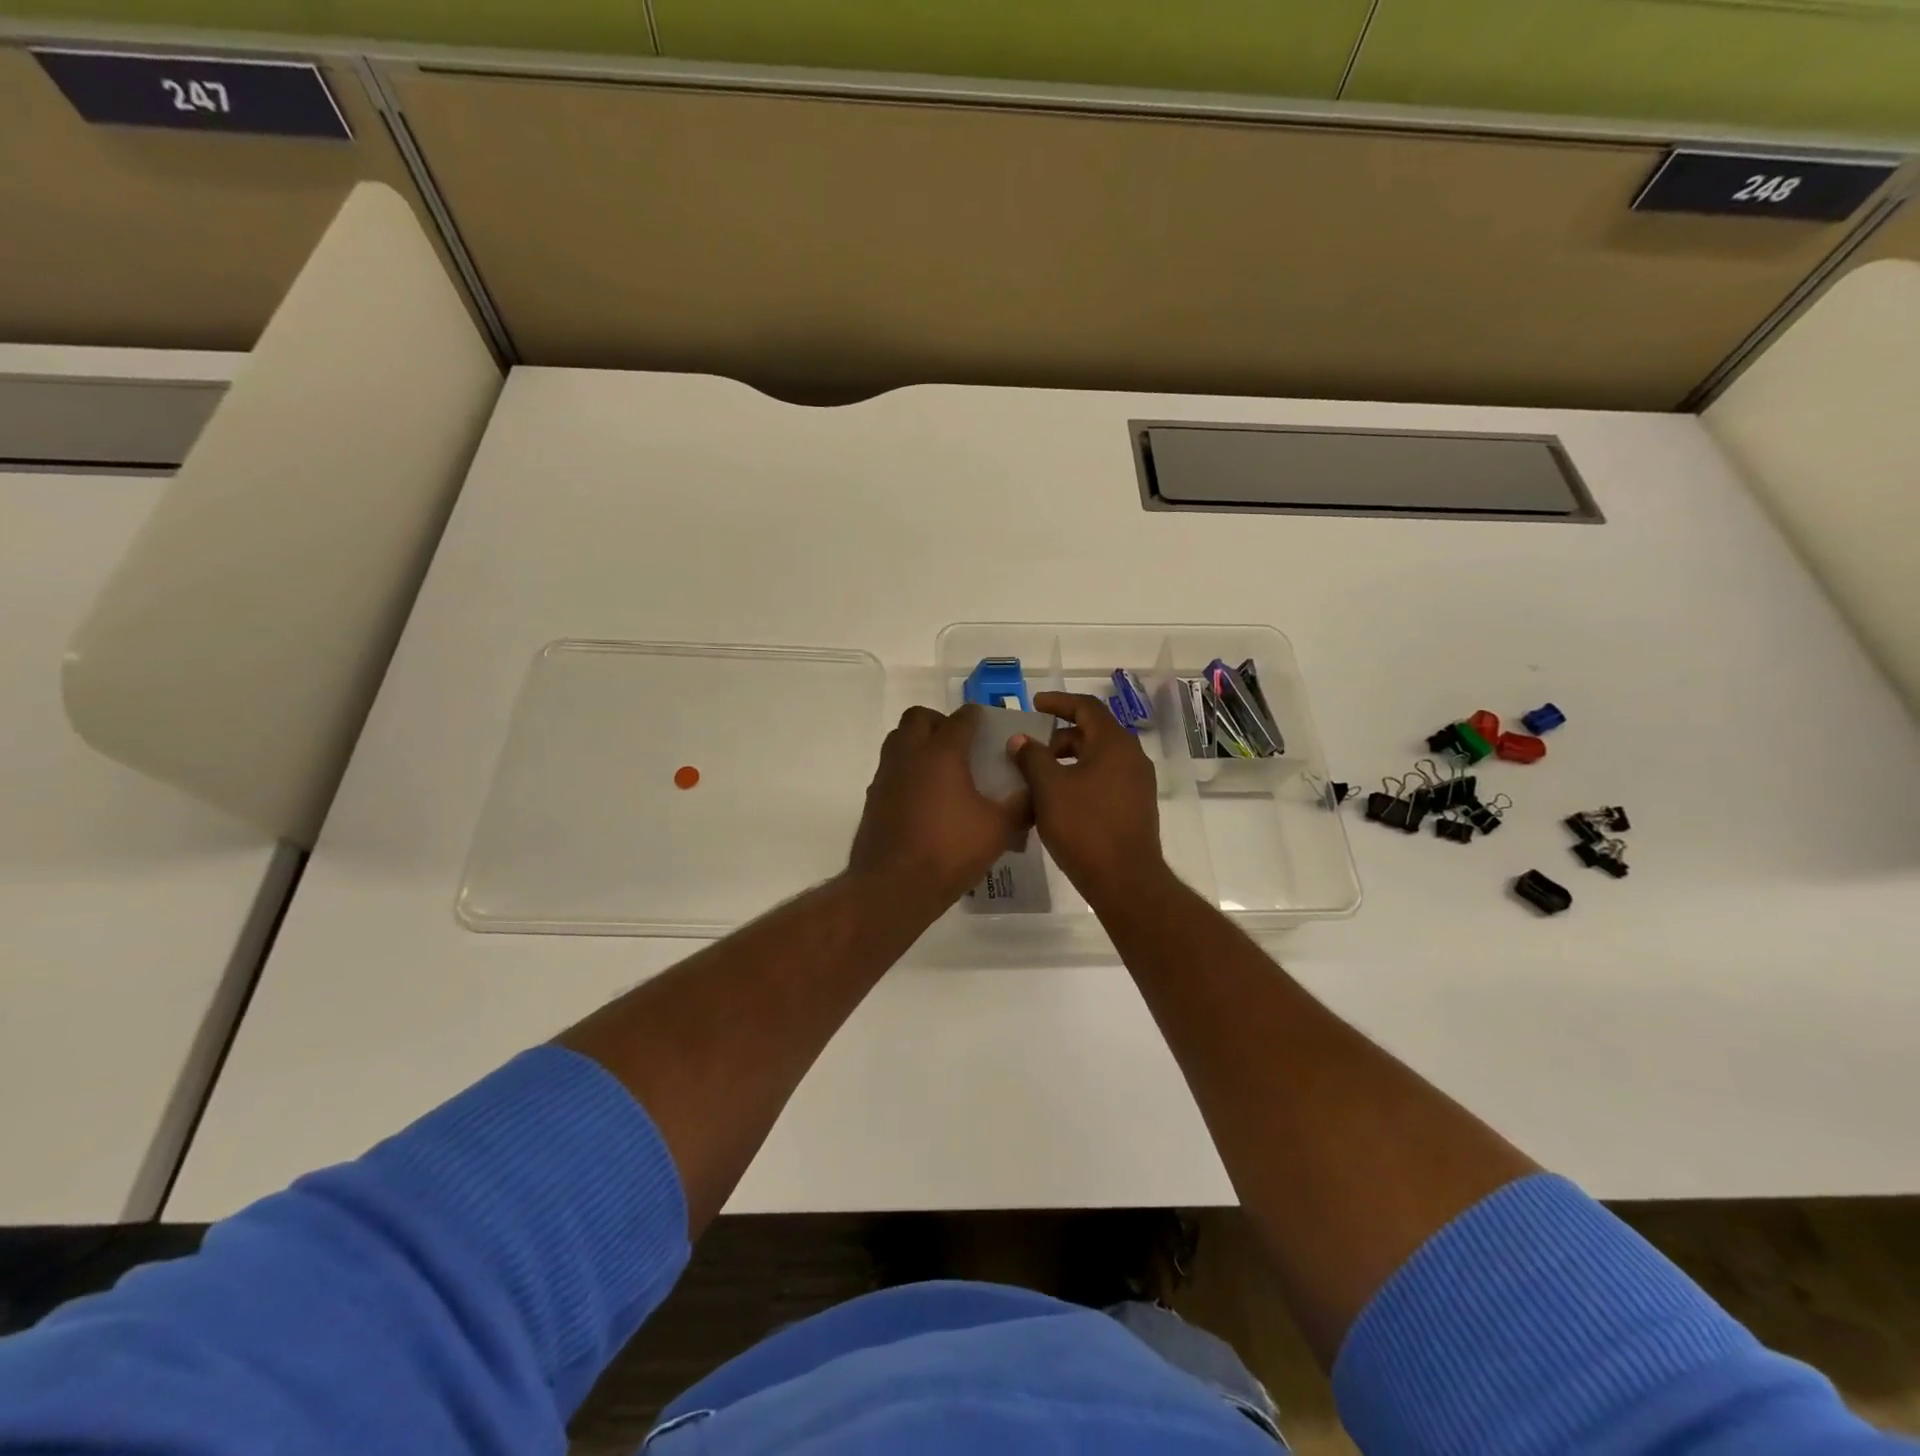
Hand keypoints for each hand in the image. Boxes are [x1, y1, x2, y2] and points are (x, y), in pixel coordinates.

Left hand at [847, 704, 1030, 909]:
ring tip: (942, 769)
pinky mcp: (874, 798)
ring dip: (918, 742)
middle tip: (960, 743)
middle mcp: (910, 755)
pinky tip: (925, 798)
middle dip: (939, 722)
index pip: (960, 719)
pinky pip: (891, 768)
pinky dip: (907, 770)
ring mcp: (886, 775)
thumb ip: (1021, 805)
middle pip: (918, 717)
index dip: (977, 717)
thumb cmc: (950, 850)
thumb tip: (1035, 791)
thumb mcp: (998, 829)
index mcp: (942, 753)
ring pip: (898, 739)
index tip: (987, 726)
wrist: (893, 886)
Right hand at [1011, 692, 1165, 904]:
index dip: (1058, 702)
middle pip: (1093, 732)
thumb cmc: (1084, 827)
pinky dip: (1081, 778)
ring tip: (1040, 776)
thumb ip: (1032, 757)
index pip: (1086, 707)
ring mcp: (1137, 783)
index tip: (1034, 705)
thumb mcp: (1049, 788)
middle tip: (1031, 749)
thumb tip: (1020, 739)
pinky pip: (1105, 779)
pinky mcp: (1136, 806)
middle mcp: (1131, 757)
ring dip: (1069, 759)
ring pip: (1099, 758)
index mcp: (1114, 743)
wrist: (1125, 880)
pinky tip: (1059, 799)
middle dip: (1060, 736)